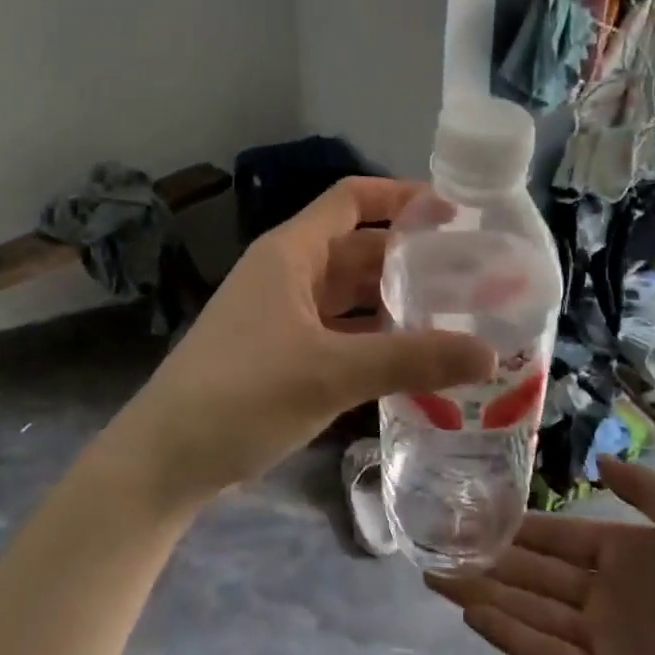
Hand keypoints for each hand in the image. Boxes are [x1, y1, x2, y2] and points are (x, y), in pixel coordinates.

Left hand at [120, 178, 494, 506]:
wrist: (166, 457)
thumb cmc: (244, 393)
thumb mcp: (331, 373)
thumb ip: (410, 360)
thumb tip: (488, 354)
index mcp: (291, 252)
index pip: (352, 199)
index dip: (401, 196)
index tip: (454, 213)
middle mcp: (287, 272)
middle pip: (358, 248)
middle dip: (410, 257)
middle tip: (471, 273)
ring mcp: (282, 313)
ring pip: (349, 293)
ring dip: (394, 300)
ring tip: (454, 313)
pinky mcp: (281, 351)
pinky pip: (338, 330)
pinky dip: (373, 337)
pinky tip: (412, 358)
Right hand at [426, 459, 654, 654]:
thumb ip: (643, 487)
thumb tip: (596, 456)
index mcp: (621, 554)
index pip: (553, 536)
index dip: (513, 524)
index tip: (471, 508)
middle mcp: (601, 595)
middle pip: (530, 573)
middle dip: (484, 558)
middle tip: (434, 542)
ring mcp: (600, 641)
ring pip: (528, 611)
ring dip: (483, 595)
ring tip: (436, 576)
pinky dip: (509, 637)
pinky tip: (473, 616)